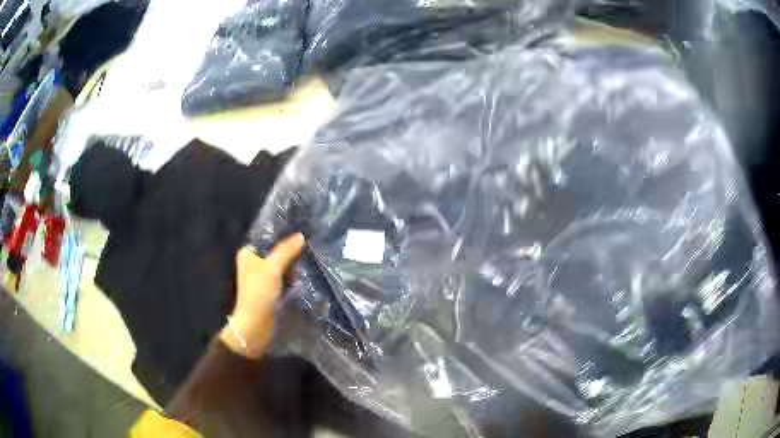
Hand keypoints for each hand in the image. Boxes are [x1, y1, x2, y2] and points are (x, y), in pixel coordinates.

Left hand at [219, 233, 304, 357]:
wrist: (255, 326)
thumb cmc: (258, 293)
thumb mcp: (272, 268)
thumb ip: (286, 251)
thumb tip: (301, 236)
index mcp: (248, 253)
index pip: (268, 239)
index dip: (284, 236)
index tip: (302, 234)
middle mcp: (254, 263)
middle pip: (276, 252)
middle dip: (291, 252)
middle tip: (309, 248)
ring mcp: (262, 278)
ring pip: (282, 266)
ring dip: (293, 266)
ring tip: (311, 260)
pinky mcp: (271, 290)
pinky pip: (284, 278)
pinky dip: (293, 278)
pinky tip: (305, 275)